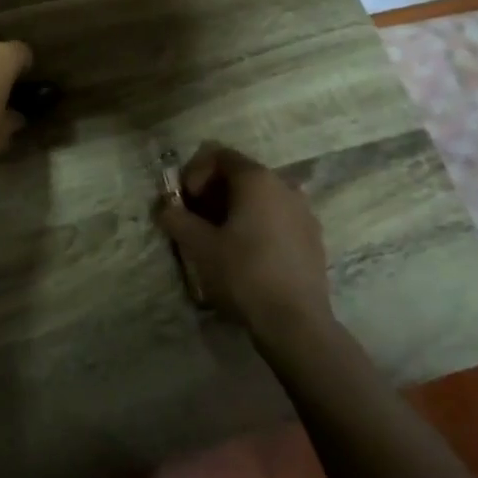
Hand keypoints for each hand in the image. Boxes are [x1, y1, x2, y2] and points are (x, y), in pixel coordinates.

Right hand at [155, 142, 331, 334]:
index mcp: (257, 178)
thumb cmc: (244, 273)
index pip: (218, 155)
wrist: (296, 322)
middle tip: (195, 220)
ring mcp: (303, 211)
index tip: (185, 203)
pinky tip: (248, 254)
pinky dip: (257, 224)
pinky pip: (277, 217)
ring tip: (219, 239)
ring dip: (234, 209)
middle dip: (212, 192)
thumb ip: (176, 218)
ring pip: (260, 197)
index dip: (194, 173)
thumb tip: (164, 207)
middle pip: (240, 174)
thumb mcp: (199, 245)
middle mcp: (284, 185)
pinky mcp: (313, 237)